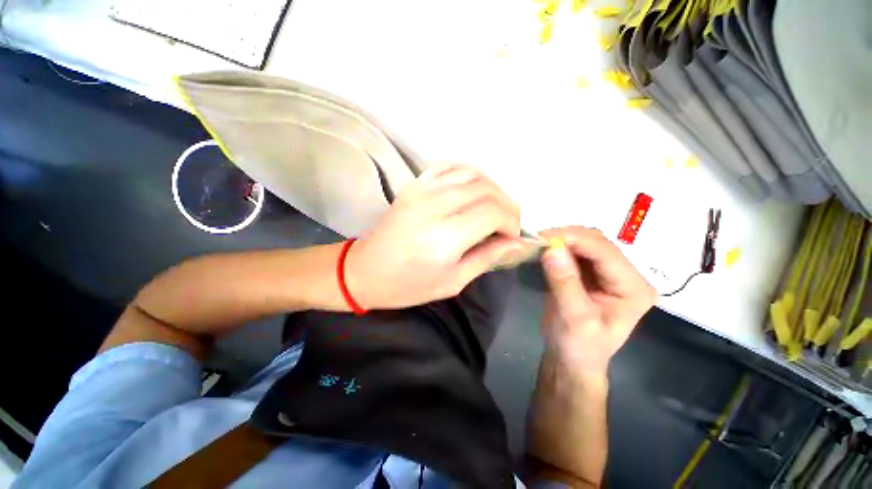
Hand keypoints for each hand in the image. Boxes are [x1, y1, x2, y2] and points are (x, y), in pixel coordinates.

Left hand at [346, 164, 523, 309]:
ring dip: (492, 188)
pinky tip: (473, 190)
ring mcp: (422, 190)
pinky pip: (449, 167)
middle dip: (507, 205)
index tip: (513, 235)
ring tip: (495, 207)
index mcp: (445, 237)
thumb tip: (515, 242)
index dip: (511, 222)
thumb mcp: (452, 282)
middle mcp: (435, 206)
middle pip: (486, 191)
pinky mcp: (414, 185)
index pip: (493, 213)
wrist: (364, 270)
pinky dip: (469, 174)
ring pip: (472, 174)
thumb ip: (486, 258)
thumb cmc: (407, 285)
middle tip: (509, 223)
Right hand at [538, 227, 656, 372]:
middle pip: (598, 243)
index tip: (543, 237)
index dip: (575, 239)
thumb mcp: (574, 318)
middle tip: (538, 239)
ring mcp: (608, 273)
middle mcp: (626, 275)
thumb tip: (551, 248)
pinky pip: (575, 252)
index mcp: (633, 288)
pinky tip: (544, 250)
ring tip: (538, 243)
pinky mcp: (591, 273)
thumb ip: (564, 282)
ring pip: (585, 243)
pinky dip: (559, 248)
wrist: (572, 359)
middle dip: (567, 237)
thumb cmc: (579, 347)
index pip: (605, 252)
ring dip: (561, 240)